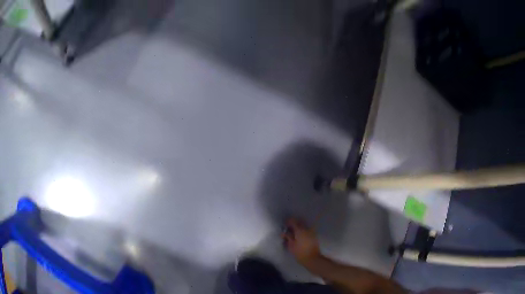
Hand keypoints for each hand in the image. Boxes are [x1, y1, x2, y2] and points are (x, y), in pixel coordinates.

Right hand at [282, 218, 321, 265]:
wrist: (313, 259)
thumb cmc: (300, 253)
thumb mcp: (291, 245)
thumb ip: (288, 237)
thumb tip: (284, 232)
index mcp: (300, 230)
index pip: (293, 221)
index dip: (288, 222)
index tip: (285, 226)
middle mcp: (306, 229)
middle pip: (299, 222)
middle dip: (294, 224)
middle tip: (289, 230)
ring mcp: (311, 232)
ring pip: (304, 226)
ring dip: (299, 228)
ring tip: (294, 234)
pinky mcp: (314, 236)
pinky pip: (307, 230)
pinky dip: (303, 231)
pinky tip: (299, 237)